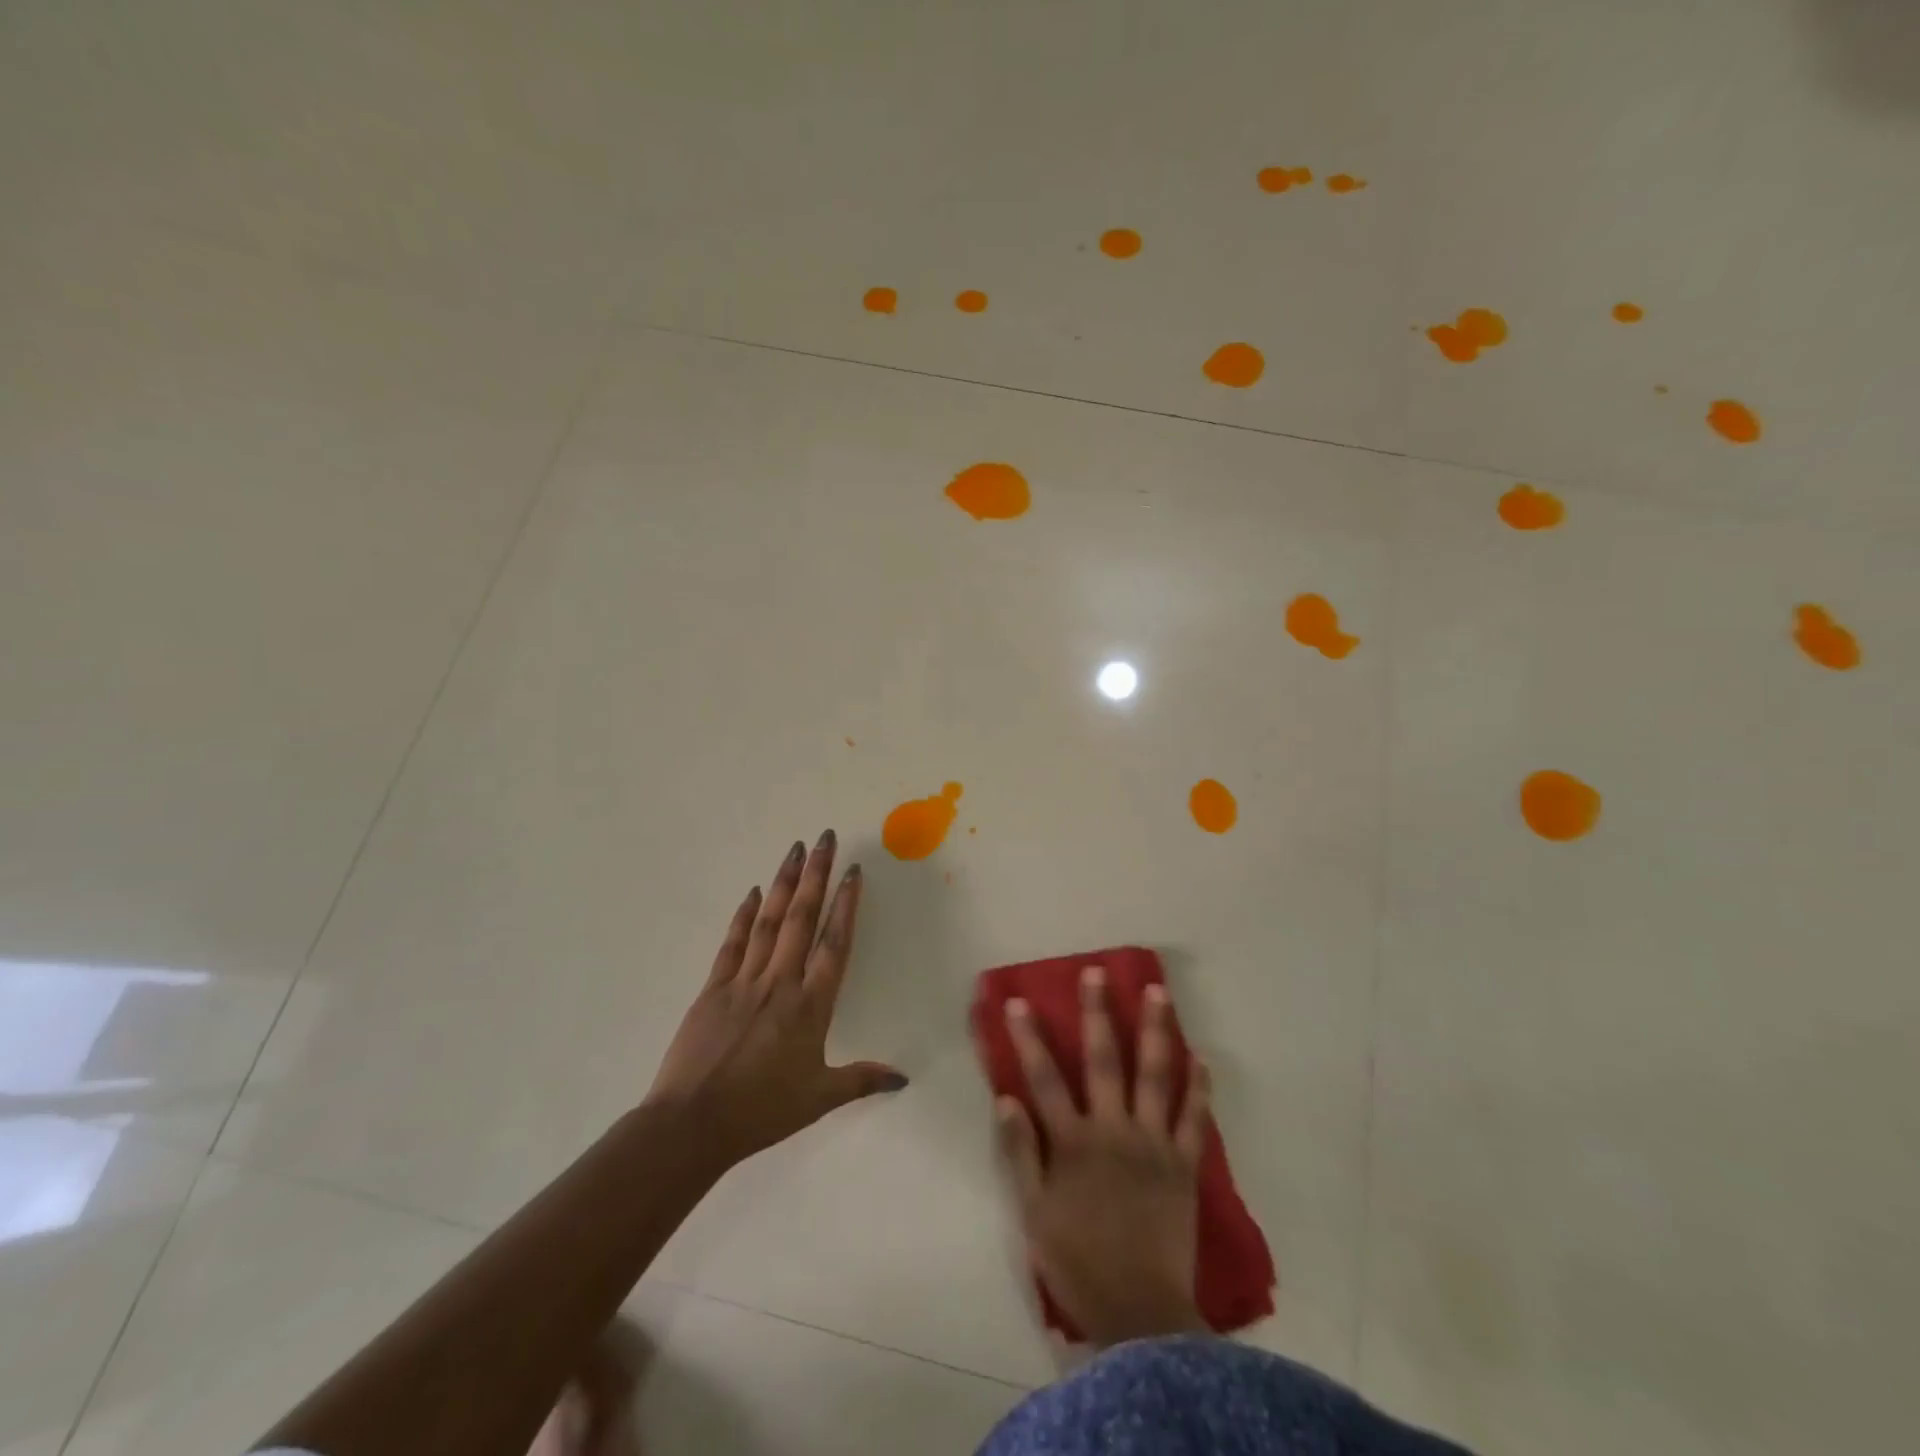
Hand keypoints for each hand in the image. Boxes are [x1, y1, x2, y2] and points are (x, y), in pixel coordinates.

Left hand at [647, 831, 904, 1165]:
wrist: (691, 1125)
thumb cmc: (761, 1112)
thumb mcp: (819, 1099)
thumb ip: (862, 1080)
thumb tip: (904, 1078)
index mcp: (810, 1006)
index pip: (834, 944)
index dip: (845, 905)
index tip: (852, 871)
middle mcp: (779, 982)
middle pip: (802, 919)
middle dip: (815, 875)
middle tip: (824, 838)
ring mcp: (743, 981)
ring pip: (769, 922)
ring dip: (784, 883)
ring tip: (794, 849)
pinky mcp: (713, 988)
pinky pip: (732, 943)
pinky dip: (744, 915)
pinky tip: (754, 892)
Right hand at [993, 966, 1209, 1347]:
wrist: (1141, 1314)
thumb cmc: (1078, 1262)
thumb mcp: (1033, 1214)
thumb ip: (1020, 1154)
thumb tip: (1006, 1098)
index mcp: (1073, 1141)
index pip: (1044, 1078)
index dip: (1029, 1038)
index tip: (1017, 1001)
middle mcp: (1113, 1130)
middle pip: (1103, 1060)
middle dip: (1097, 1013)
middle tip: (1097, 974)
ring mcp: (1153, 1143)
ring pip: (1155, 1075)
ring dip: (1156, 1030)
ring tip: (1159, 993)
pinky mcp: (1184, 1164)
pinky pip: (1194, 1118)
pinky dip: (1198, 1087)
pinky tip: (1201, 1057)